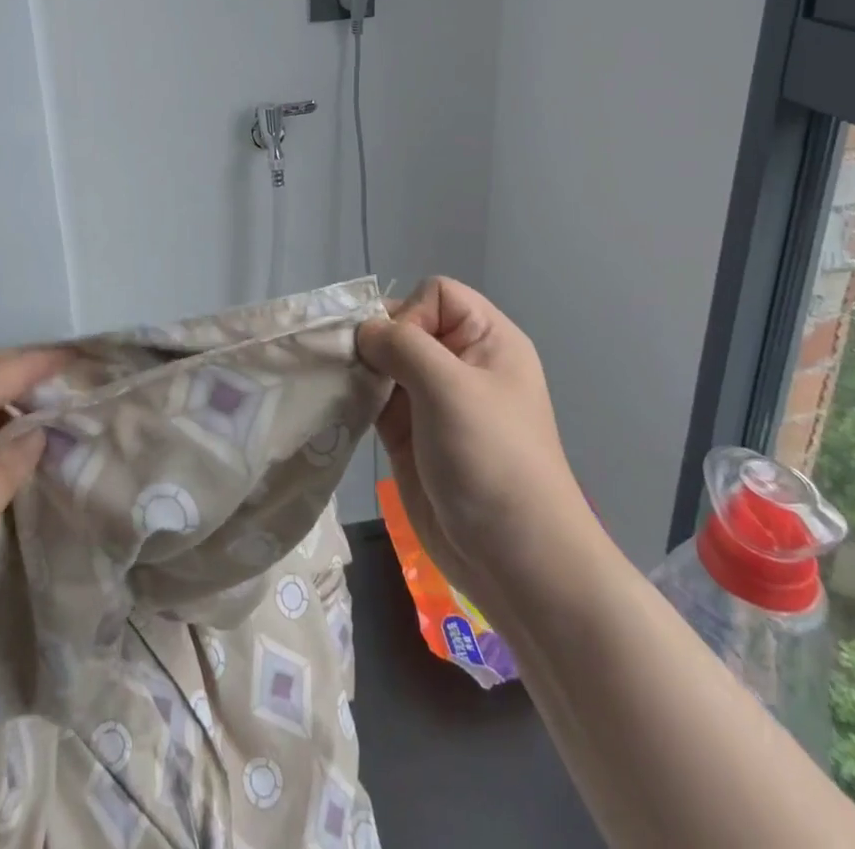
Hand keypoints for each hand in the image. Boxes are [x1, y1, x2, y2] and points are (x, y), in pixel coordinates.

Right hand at [357, 278, 588, 606]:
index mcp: (487, 341)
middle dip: (376, 342)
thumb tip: (364, 332)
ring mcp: (434, 402)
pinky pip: (376, 400)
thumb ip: (402, 345)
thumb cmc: (491, 459)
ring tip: (339, 387)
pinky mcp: (412, 436)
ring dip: (361, 371)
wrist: (515, 560)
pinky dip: (357, 400)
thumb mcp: (450, 387)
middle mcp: (461, 365)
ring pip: (386, 364)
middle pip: (406, 327)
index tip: (399, 352)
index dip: (410, 314)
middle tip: (353, 367)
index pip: (437, 295)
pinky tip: (339, 408)